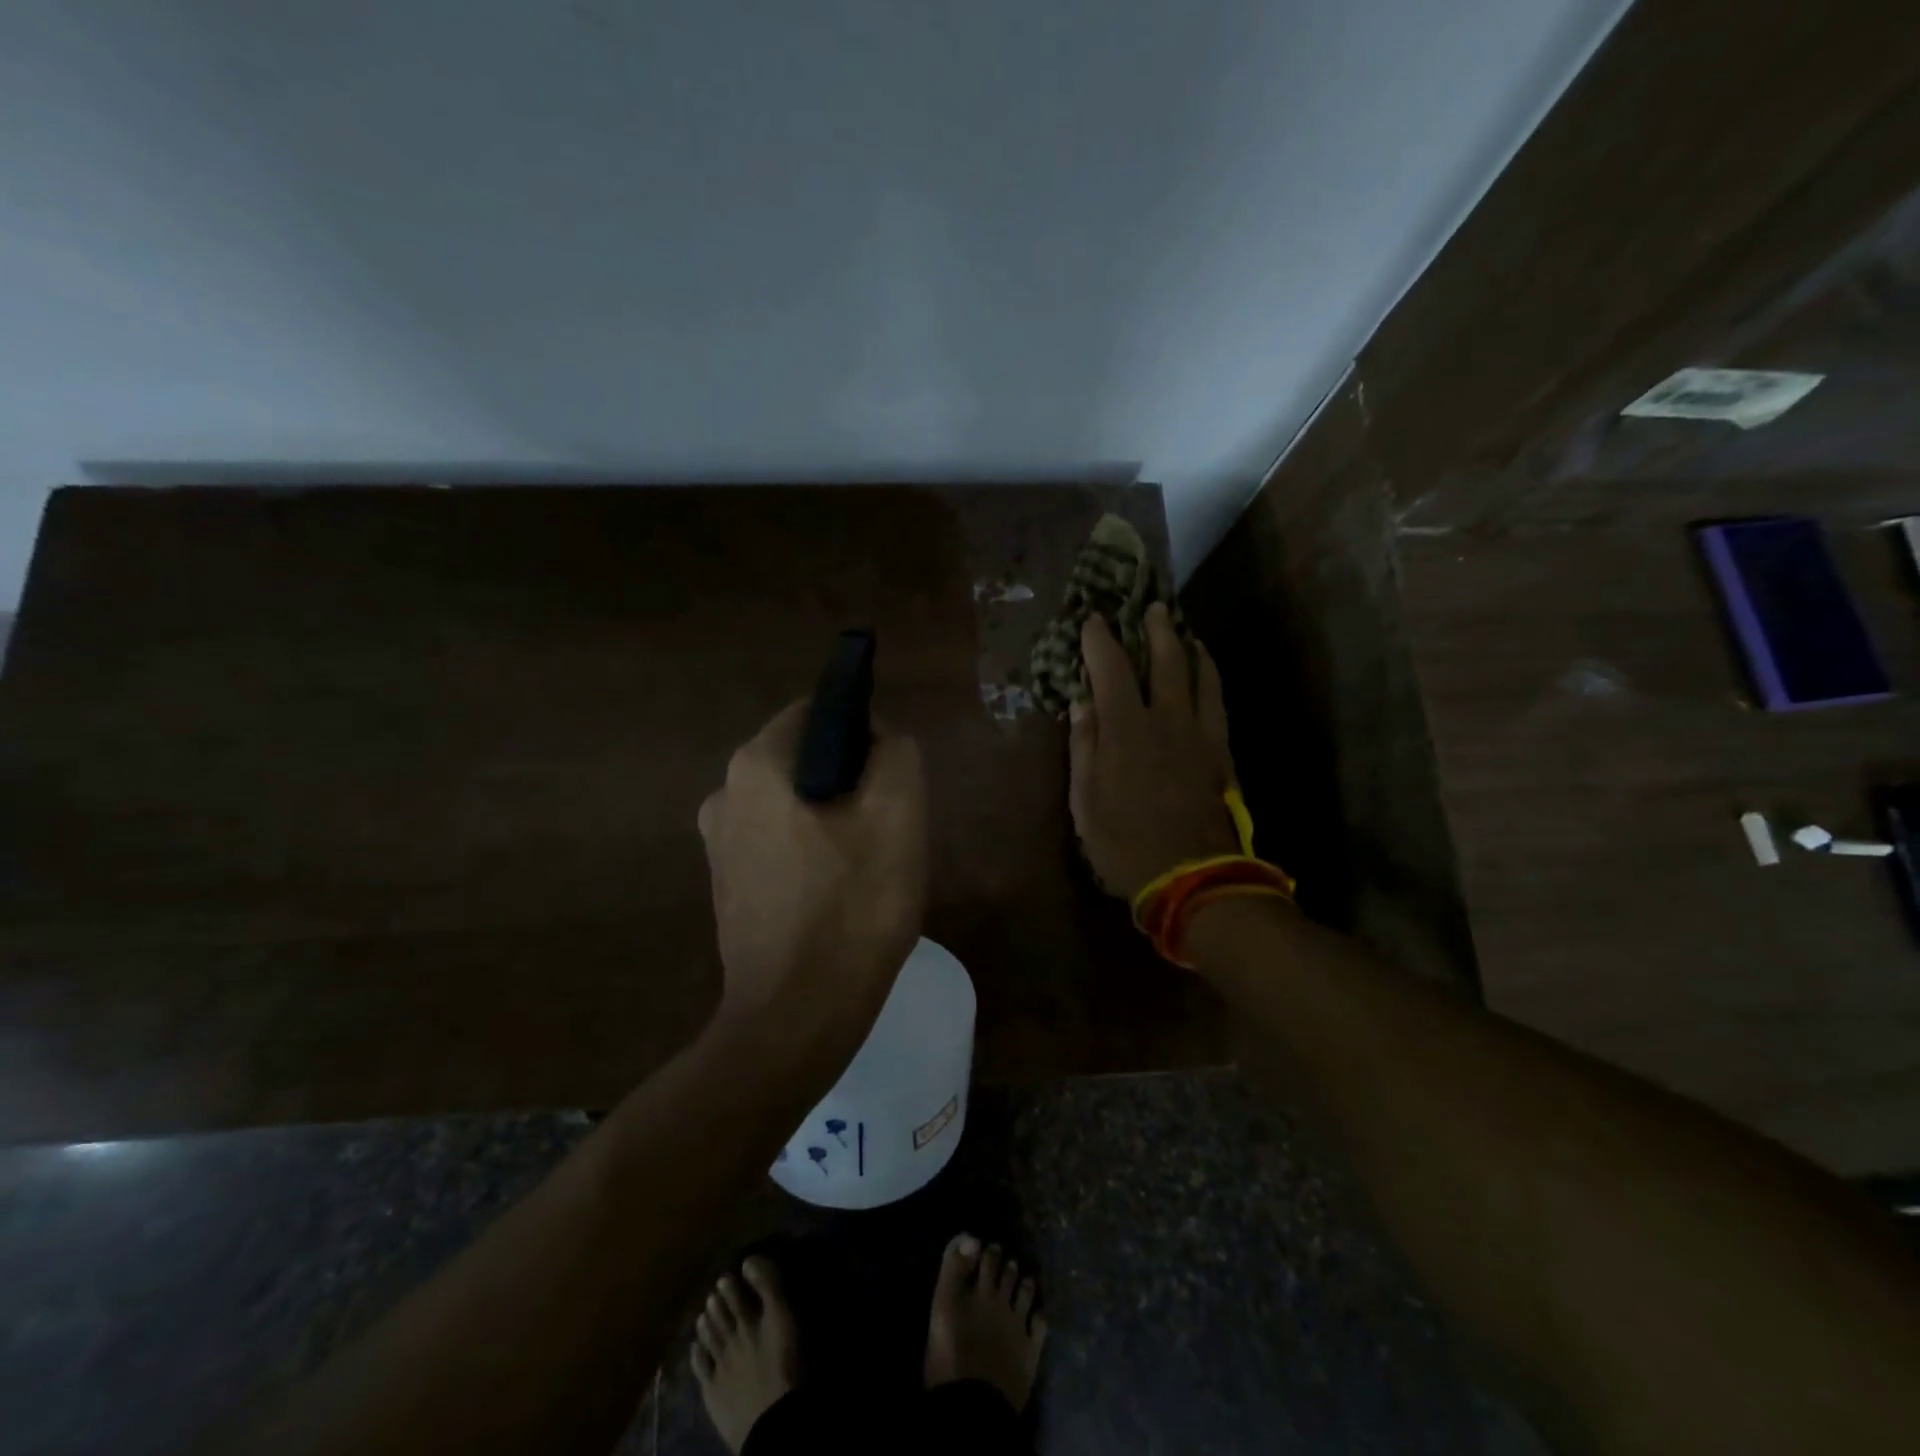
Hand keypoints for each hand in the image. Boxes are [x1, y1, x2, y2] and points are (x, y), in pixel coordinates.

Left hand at [698, 702, 927, 1032]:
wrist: (797, 1017)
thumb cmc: (852, 907)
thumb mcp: (897, 814)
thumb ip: (896, 753)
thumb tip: (879, 740)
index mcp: (757, 765)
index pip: (818, 712)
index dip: (865, 734)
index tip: (892, 779)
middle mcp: (724, 793)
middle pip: (805, 760)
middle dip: (851, 782)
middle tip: (888, 828)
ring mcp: (719, 843)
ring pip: (794, 804)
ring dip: (834, 821)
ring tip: (867, 867)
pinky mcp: (727, 885)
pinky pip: (779, 844)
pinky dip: (812, 854)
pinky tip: (838, 895)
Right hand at [1069, 603, 1238, 898]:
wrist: (1192, 877)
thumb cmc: (1124, 842)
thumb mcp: (1085, 800)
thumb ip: (1084, 746)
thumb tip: (1081, 702)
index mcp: (1127, 729)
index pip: (1110, 668)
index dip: (1099, 639)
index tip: (1092, 619)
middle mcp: (1167, 719)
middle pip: (1166, 659)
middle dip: (1156, 629)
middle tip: (1152, 607)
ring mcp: (1202, 734)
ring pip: (1202, 676)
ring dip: (1191, 648)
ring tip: (1185, 633)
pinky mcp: (1223, 753)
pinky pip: (1218, 702)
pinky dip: (1210, 679)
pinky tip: (1206, 677)